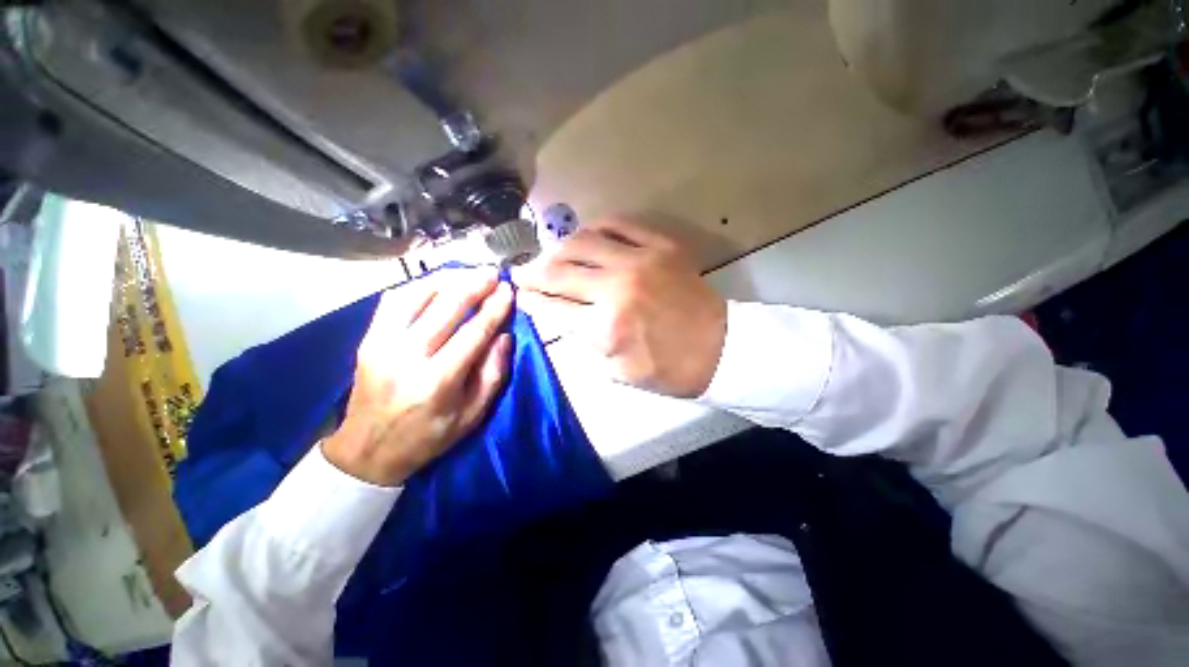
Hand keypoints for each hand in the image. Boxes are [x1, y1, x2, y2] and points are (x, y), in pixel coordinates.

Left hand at [324, 267, 513, 485]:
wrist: (368, 450)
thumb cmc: (428, 436)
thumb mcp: (472, 416)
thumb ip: (493, 374)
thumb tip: (504, 336)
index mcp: (438, 381)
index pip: (474, 333)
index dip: (494, 308)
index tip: (508, 290)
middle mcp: (407, 357)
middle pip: (446, 308)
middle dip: (474, 285)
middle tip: (492, 272)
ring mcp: (382, 344)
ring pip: (416, 296)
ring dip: (447, 279)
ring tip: (468, 273)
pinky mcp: (368, 339)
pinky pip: (394, 301)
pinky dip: (418, 286)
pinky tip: (437, 283)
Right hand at [515, 216, 726, 397]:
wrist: (720, 349)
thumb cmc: (669, 369)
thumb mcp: (619, 372)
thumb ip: (585, 343)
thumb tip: (561, 317)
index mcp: (606, 327)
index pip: (553, 307)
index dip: (531, 300)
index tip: (519, 294)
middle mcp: (616, 288)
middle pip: (559, 271)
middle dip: (533, 272)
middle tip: (521, 271)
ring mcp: (640, 261)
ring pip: (582, 241)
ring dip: (558, 247)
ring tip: (549, 254)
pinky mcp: (661, 246)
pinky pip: (620, 224)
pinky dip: (597, 228)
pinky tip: (587, 236)